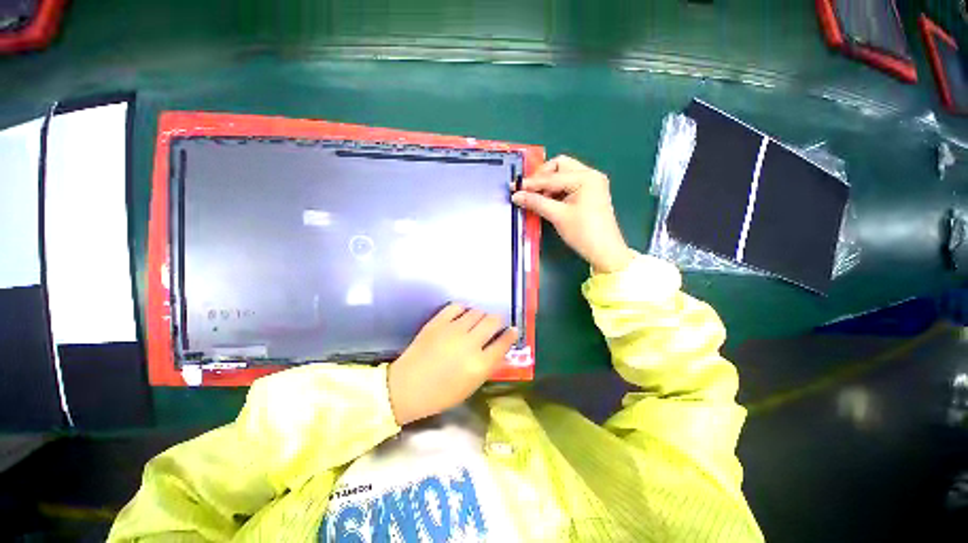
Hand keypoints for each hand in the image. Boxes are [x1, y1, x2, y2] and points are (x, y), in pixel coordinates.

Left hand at [387, 304, 518, 425]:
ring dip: (481, 316)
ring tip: (476, 322)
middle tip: (495, 324)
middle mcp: (470, 343)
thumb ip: (488, 365)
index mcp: (479, 364)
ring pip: (477, 312)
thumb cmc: (440, 394)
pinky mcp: (438, 322)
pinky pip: (457, 307)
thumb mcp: (471, 386)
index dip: (511, 334)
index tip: (512, 331)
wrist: (406, 387)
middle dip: (498, 321)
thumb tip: (499, 347)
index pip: (503, 342)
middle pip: (493, 321)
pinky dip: (463, 310)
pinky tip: (461, 316)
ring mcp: (453, 330)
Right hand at [512, 155, 633, 272]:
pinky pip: (568, 186)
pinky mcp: (590, 194)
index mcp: (585, 177)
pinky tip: (547, 202)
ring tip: (537, 199)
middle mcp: (590, 175)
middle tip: (529, 191)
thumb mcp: (558, 216)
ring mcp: (592, 184)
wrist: (605, 251)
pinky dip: (556, 192)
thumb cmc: (584, 232)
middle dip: (542, 178)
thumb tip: (517, 195)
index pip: (552, 177)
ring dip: (548, 185)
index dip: (531, 183)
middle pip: (559, 167)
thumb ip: (536, 202)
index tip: (514, 187)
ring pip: (563, 176)